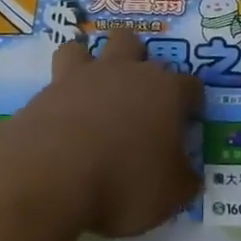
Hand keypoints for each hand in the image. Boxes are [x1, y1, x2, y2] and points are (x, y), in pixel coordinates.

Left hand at [0, 29, 201, 237]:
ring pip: (89, 47)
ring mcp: (83, 76)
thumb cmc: (124, 183)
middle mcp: (126, 72)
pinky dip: (61, 93)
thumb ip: (183, 179)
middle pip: (136, 45)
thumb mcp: (170, 195)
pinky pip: (56, 78)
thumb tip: (187, 173)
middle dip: (140, 64)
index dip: (192, 102)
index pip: (190, 85)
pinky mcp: (48, 90)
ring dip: (92, 62)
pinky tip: (62, 117)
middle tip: (138, 100)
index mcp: (165, 91)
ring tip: (93, 91)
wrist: (51, 174)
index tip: (189, 121)